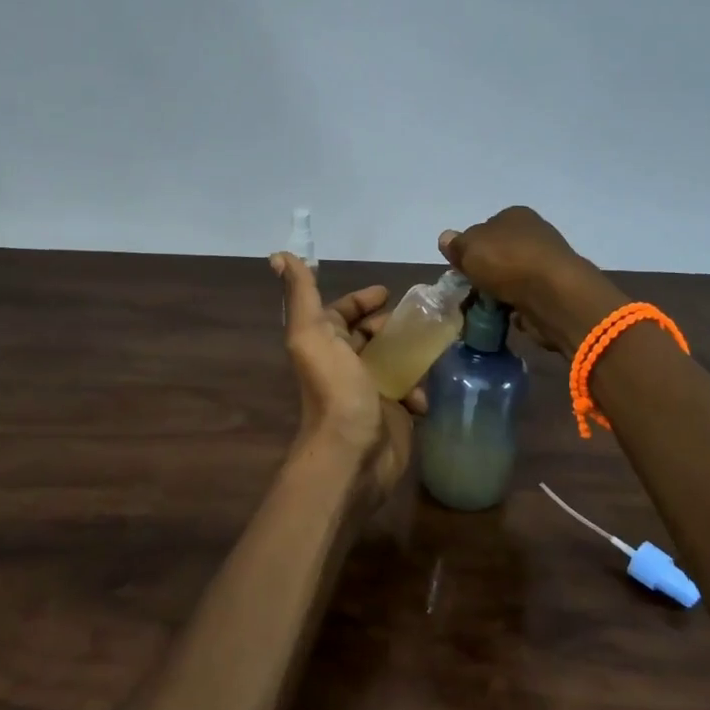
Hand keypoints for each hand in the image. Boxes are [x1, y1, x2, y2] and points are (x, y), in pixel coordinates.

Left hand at [271, 253, 426, 498]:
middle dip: (392, 325)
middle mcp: (345, 364)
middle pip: (372, 335)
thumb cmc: (335, 390)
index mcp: (324, 343)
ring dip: (412, 355)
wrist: (353, 454)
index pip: (342, 312)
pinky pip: (411, 392)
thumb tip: (279, 254)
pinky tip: (420, 396)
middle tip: (420, 319)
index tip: (388, 292)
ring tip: (431, 349)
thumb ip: (301, 294)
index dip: (362, 300)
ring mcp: (370, 390)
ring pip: (395, 361)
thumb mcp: (312, 334)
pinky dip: (418, 390)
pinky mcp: (393, 415)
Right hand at [439, 206, 622, 352]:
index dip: (470, 249)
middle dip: (485, 272)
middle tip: (470, 292)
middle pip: (499, 254)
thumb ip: (456, 245)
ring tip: (484, 309)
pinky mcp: (555, 289)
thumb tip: (446, 238)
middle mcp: (534, 233)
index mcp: (514, 215)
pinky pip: (526, 297)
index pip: (484, 228)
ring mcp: (547, 262)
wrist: (553, 294)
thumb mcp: (469, 248)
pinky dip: (516, 306)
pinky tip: (506, 316)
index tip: (461, 269)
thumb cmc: (507, 262)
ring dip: (499, 292)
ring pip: (512, 277)